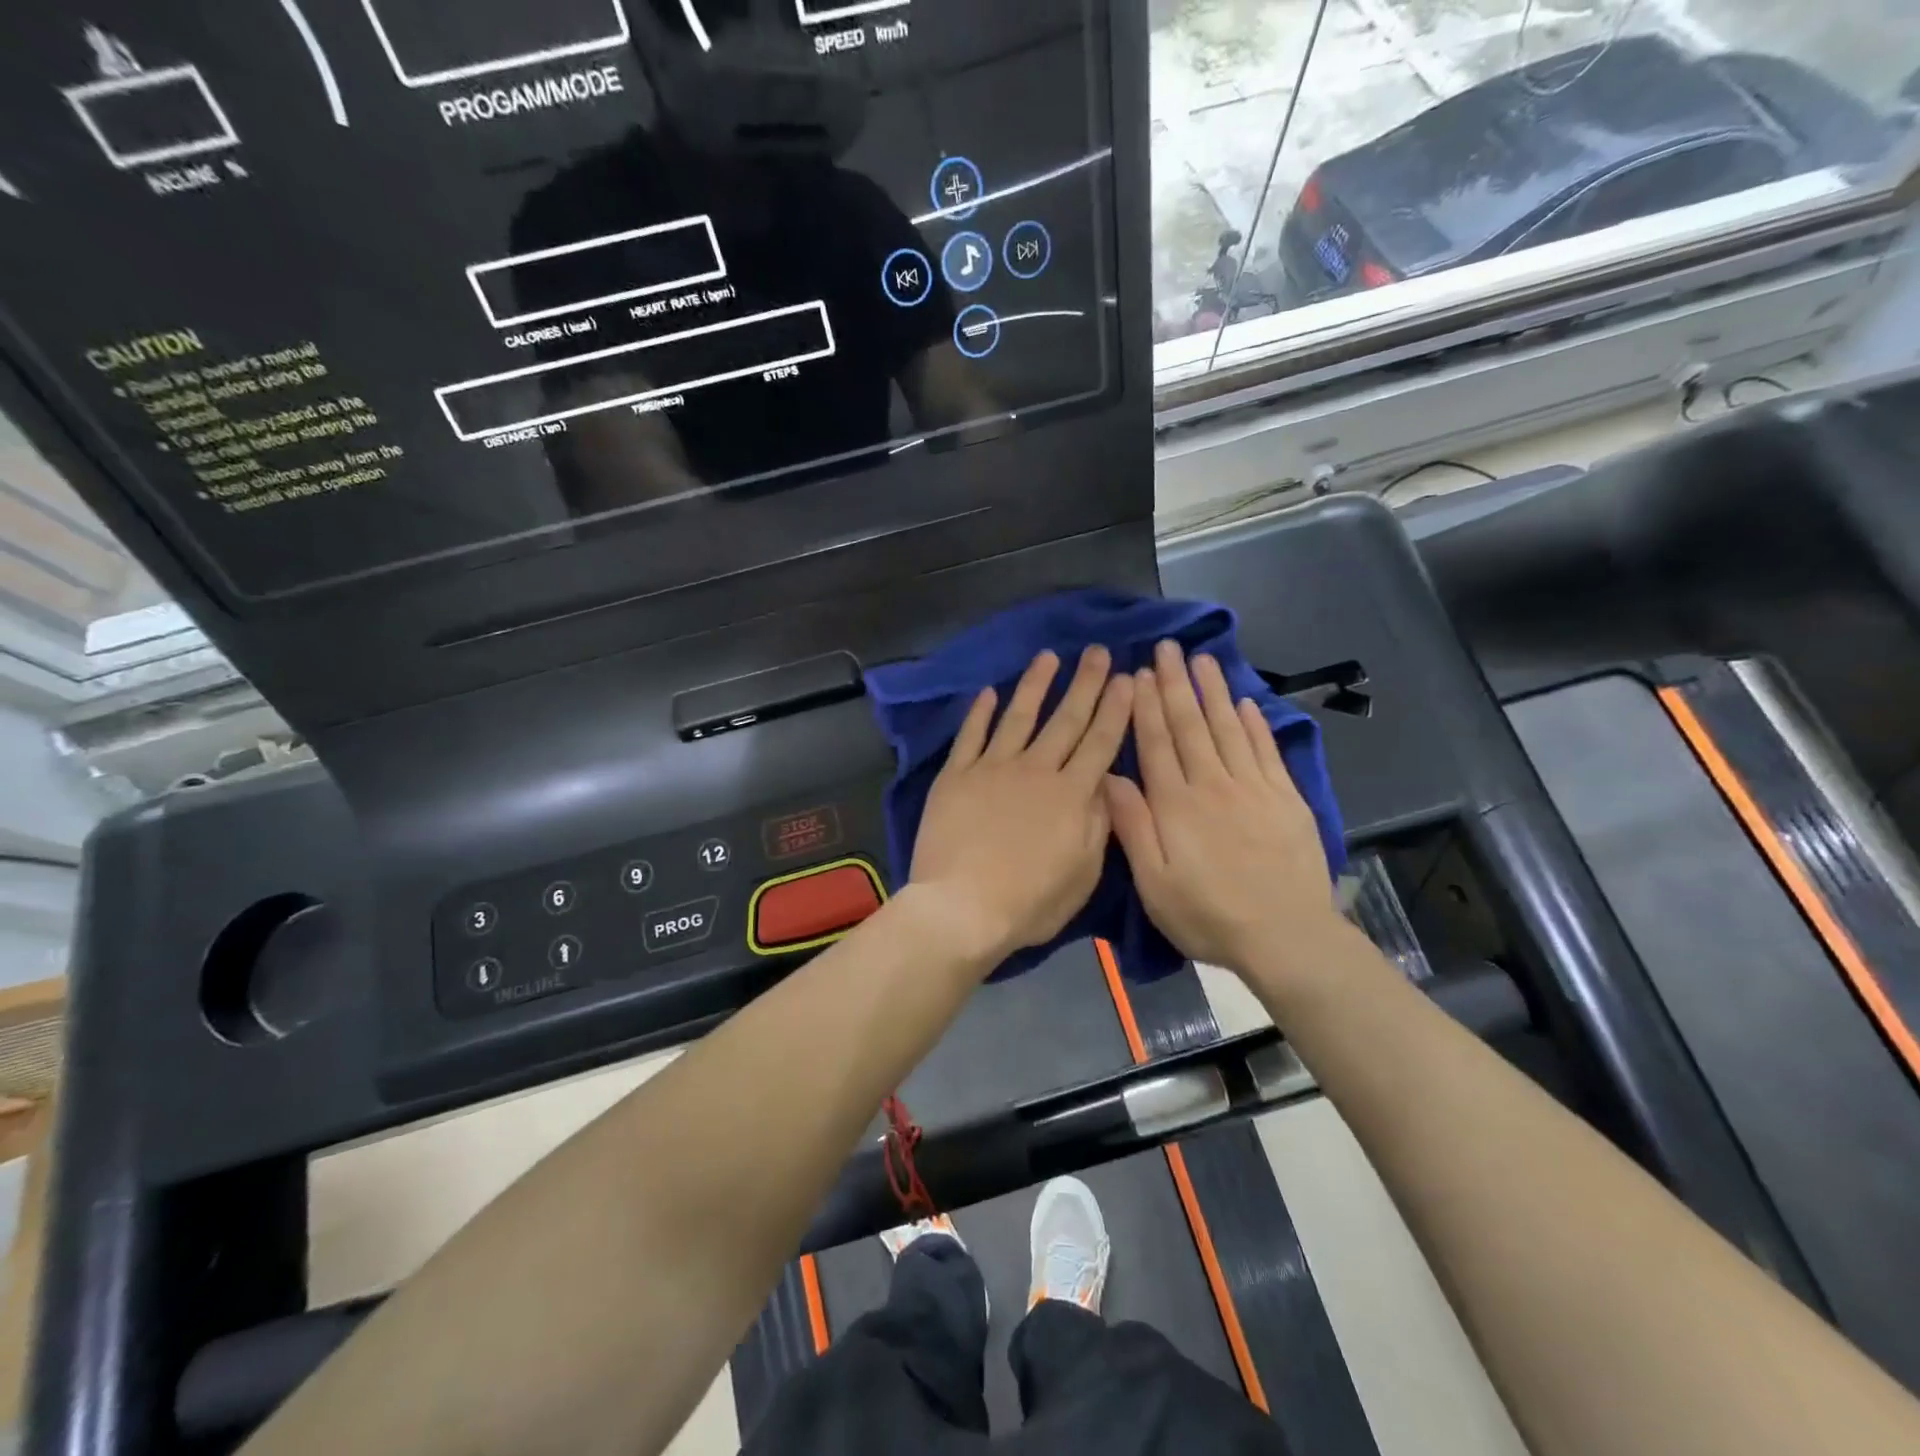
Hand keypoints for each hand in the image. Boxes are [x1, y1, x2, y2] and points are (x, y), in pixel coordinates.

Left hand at [908, 647, 1133, 965]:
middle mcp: (1035, 770)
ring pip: (1019, 716)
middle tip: (1098, 652)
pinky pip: (971, 736)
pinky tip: (988, 691)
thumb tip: (1105, 783)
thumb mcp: (1083, 874)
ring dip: (1035, 684)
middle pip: (1066, 719)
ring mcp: (992, 768)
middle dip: (1085, 683)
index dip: (1115, 708)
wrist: (962, 908)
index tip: (1127, 678)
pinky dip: (979, 712)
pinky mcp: (956, 775)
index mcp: (1071, 794)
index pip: (1100, 742)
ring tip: (1048, 656)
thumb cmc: (1029, 902)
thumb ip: (1098, 823)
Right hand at [1105, 641, 1345, 980]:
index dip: (1147, 706)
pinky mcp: (1286, 799)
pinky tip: (1245, 702)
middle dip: (1177, 684)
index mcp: (1176, 804)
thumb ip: (1132, 826)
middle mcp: (1213, 785)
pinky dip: (1255, 723)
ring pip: (1228, 728)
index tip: (1140, 673)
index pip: (1157, 743)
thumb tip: (1109, 776)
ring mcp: (1254, 788)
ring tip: (1202, 658)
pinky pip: (1266, 750)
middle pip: (1191, 725)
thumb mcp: (1153, 883)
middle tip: (1168, 648)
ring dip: (1213, 691)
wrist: (1285, 937)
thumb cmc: (1207, 915)